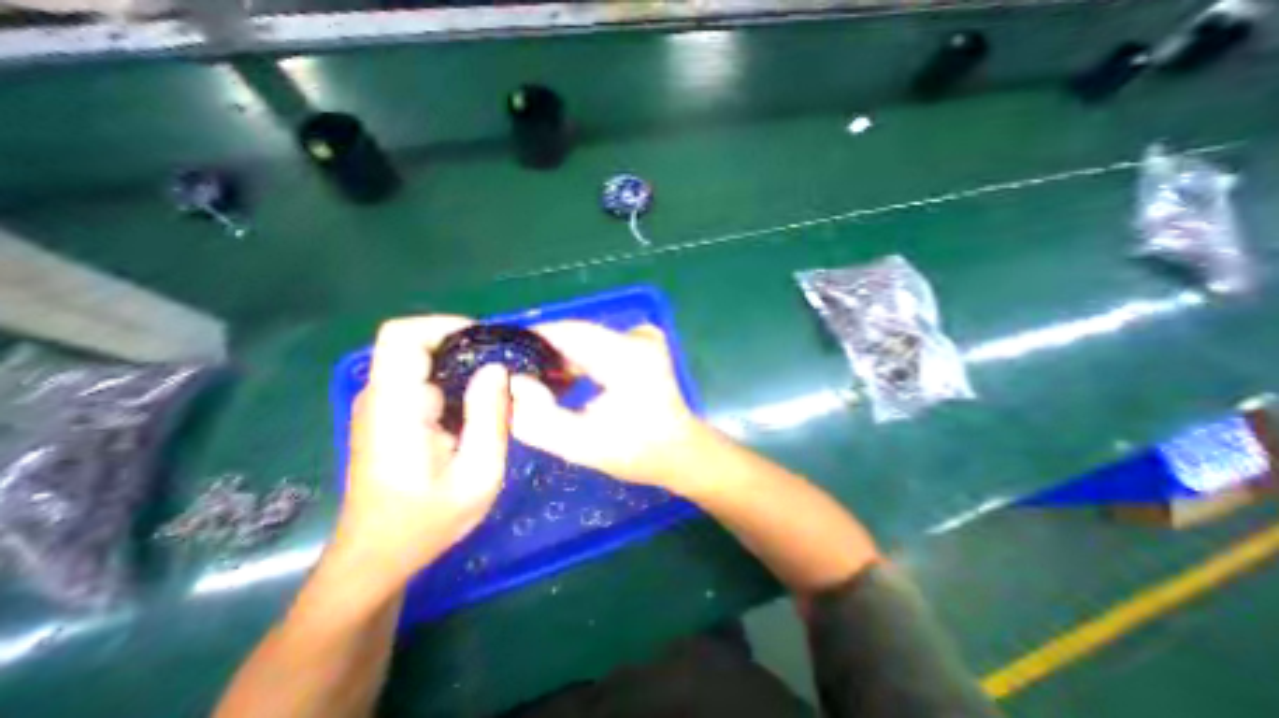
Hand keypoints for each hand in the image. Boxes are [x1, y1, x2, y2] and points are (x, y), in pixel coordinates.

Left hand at [330, 318, 514, 591]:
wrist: (379, 557)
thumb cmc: (427, 522)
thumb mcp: (477, 476)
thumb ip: (490, 418)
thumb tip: (497, 368)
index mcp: (396, 408)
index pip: (402, 336)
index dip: (445, 325)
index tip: (488, 341)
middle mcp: (381, 397)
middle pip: (418, 344)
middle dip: (467, 346)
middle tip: (508, 367)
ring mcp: (383, 406)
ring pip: (424, 361)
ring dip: (465, 364)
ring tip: (501, 385)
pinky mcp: (392, 414)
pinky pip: (425, 379)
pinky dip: (457, 379)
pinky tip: (481, 403)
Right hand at [507, 323, 707, 489]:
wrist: (681, 451)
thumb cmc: (638, 452)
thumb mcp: (583, 446)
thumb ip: (539, 419)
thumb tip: (514, 384)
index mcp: (626, 355)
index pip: (566, 332)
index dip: (530, 342)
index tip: (501, 360)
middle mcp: (636, 336)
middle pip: (574, 335)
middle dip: (543, 355)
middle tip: (515, 380)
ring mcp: (642, 337)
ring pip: (584, 339)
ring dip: (560, 359)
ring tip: (538, 385)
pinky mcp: (642, 344)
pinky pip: (598, 344)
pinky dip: (578, 360)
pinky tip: (566, 382)